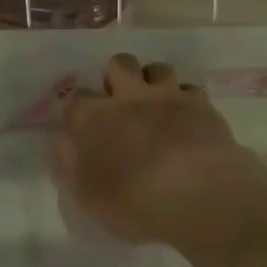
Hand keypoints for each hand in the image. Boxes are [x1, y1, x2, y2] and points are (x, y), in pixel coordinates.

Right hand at [53, 54, 266, 245]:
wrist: (198, 194)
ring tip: (158, 107)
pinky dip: (187, 101)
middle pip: (119, 64)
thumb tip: (65, 143)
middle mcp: (128, 97)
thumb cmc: (134, 202)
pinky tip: (189, 120)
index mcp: (94, 118)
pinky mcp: (201, 104)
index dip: (80, 112)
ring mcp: (167, 96)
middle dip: (118, 77)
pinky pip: (190, 89)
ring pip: (157, 68)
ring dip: (154, 83)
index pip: (76, 99)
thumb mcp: (87, 197)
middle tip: (123, 105)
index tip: (85, 130)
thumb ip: (69, 165)